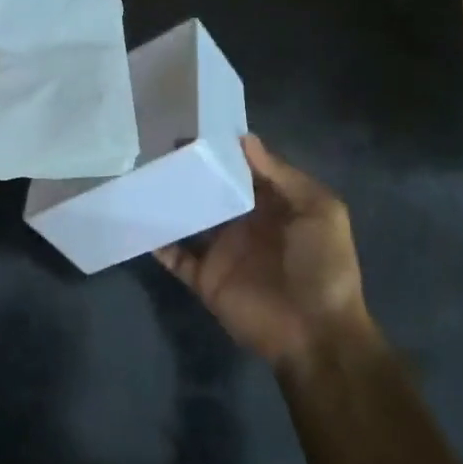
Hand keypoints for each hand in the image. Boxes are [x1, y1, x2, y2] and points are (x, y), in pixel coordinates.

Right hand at [155, 135, 377, 374]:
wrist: (316, 333)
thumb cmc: (323, 266)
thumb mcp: (320, 212)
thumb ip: (282, 176)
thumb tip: (244, 139)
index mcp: (273, 206)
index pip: (243, 172)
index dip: (222, 153)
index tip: (193, 130)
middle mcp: (245, 224)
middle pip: (212, 193)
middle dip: (190, 174)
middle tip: (158, 149)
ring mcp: (223, 252)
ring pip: (190, 220)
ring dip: (170, 203)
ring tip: (144, 178)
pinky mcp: (205, 279)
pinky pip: (176, 257)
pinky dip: (158, 243)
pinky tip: (139, 222)